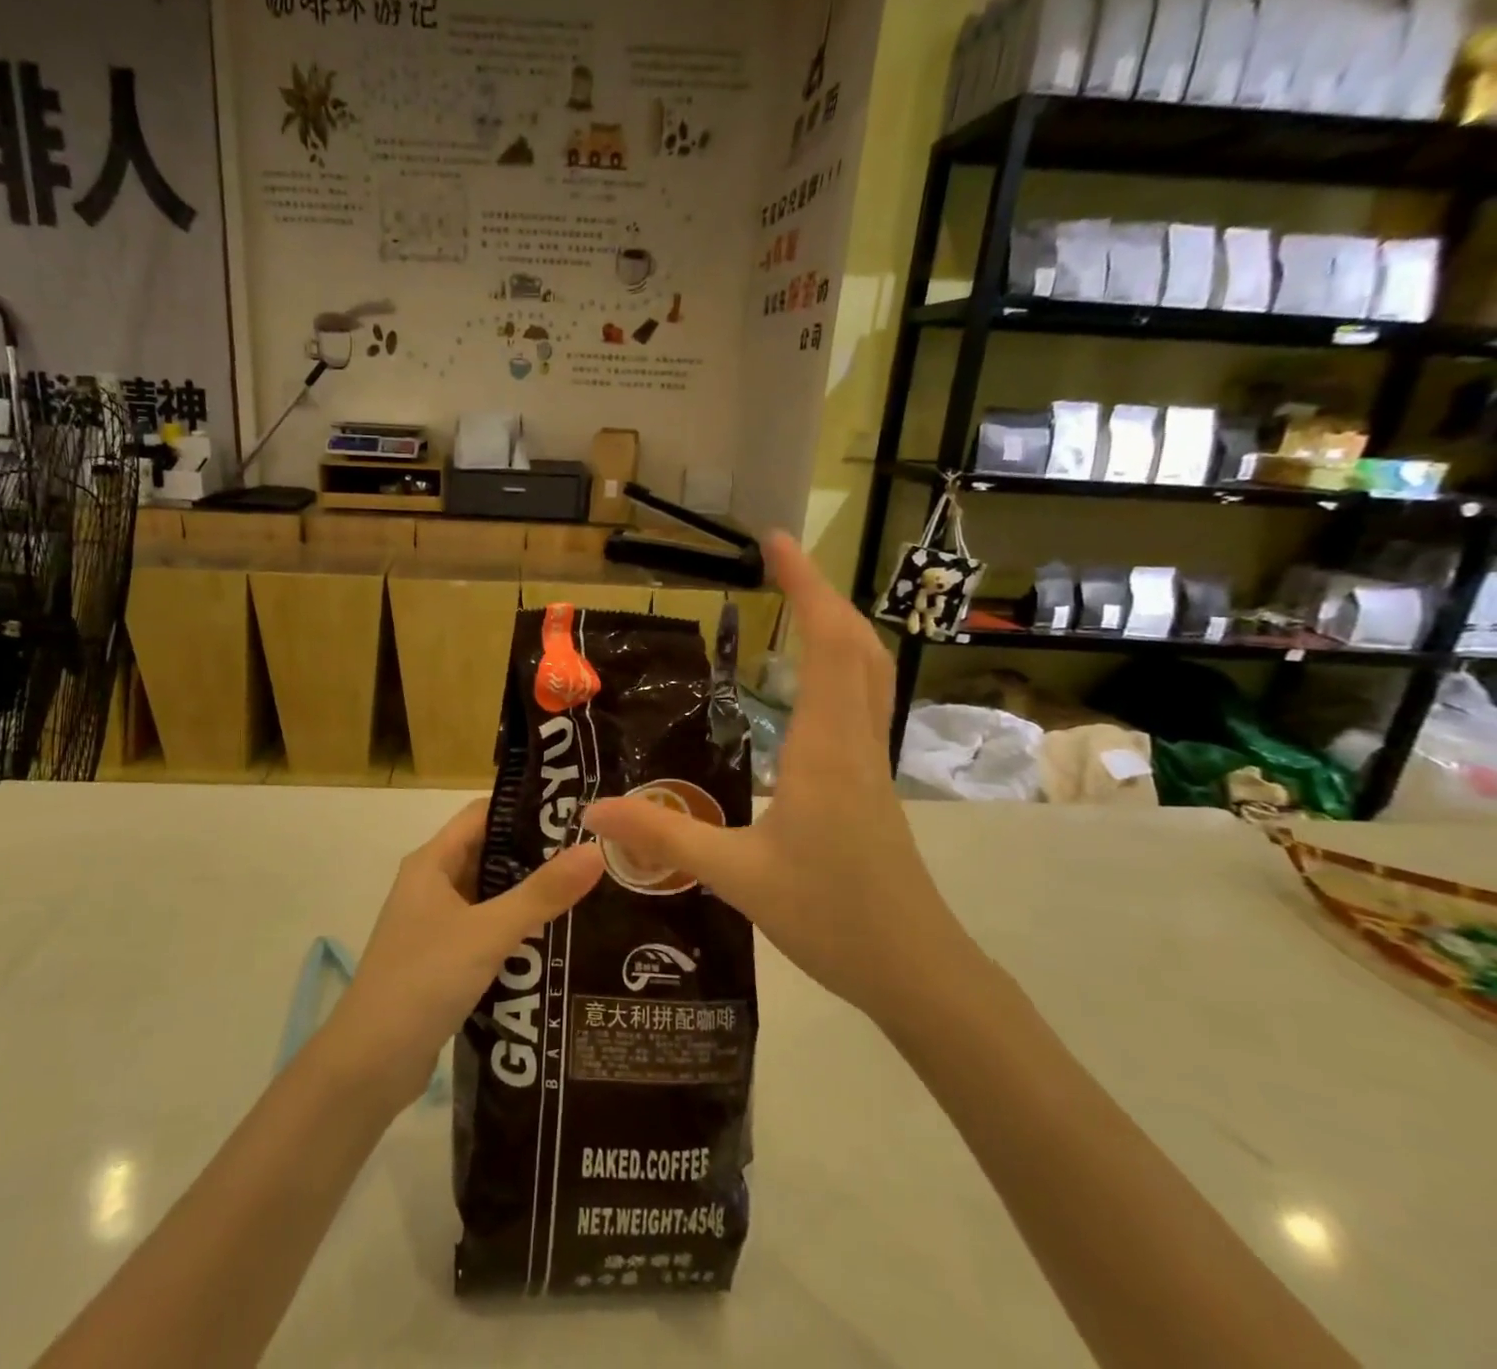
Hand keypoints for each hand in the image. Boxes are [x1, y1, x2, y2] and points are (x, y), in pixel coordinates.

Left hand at [321, 800, 604, 1112]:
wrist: (369, 1064)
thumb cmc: (424, 980)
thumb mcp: (488, 932)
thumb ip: (542, 893)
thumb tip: (595, 850)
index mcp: (431, 863)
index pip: (482, 814)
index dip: (525, 808)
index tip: (575, 811)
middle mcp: (431, 884)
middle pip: (488, 853)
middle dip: (536, 853)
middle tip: (592, 853)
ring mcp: (435, 924)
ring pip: (489, 895)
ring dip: (529, 894)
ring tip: (587, 890)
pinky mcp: (443, 959)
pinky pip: (486, 930)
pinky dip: (516, 929)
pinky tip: (555, 938)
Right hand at [582, 532, 973, 1022]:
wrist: (918, 971)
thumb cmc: (833, 917)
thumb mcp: (738, 878)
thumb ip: (665, 839)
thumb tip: (594, 810)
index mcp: (825, 748)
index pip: (825, 643)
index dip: (804, 585)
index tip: (775, 541)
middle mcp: (854, 740)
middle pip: (856, 643)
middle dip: (821, 593)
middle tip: (778, 562)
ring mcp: (870, 761)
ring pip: (867, 671)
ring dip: (836, 626)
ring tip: (795, 605)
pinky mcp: (870, 782)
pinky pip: (861, 701)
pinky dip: (839, 666)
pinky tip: (806, 685)